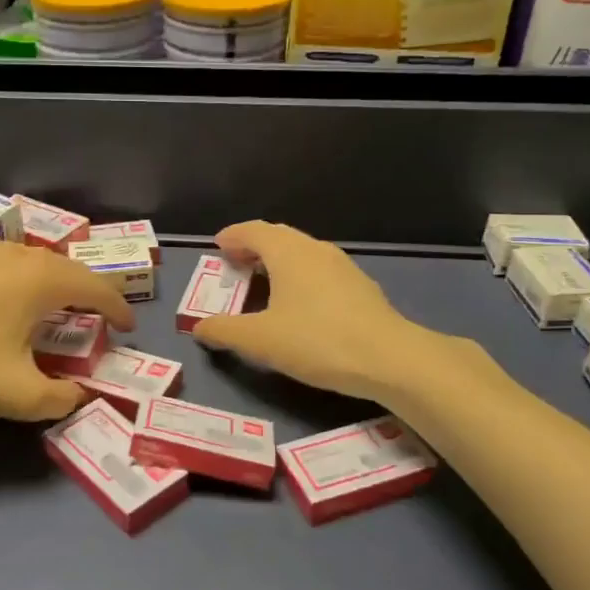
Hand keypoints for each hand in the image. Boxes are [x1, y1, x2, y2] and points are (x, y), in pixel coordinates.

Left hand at [0, 243, 133, 419]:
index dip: (118, 309)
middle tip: (94, 321)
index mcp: (42, 281)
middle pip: (68, 270)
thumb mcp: (16, 394)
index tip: (127, 328)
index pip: (96, 289)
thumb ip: (60, 399)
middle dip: (88, 295)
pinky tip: (4, 301)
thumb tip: (78, 395)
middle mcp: (20, 255)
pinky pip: (5, 263)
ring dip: (53, 284)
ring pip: (35, 262)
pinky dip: (20, 280)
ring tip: (52, 309)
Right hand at [192, 221, 459, 401]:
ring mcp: (342, 266)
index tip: (217, 247)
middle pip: (279, 237)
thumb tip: (199, 327)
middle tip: (235, 264)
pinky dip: (299, 276)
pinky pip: (319, 271)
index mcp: (288, 253)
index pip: (254, 230)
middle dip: (253, 247)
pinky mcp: (359, 287)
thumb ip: (225, 331)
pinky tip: (299, 303)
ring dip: (278, 262)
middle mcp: (315, 249)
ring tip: (262, 283)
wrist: (389, 359)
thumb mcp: (260, 340)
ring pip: (302, 253)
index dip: (233, 236)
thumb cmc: (317, 341)